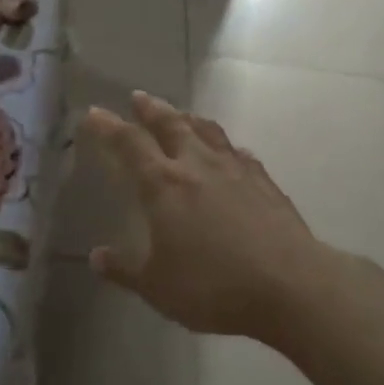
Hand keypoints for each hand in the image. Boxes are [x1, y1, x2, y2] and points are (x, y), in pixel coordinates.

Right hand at [85, 91, 322, 337]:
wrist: (289, 285)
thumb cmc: (214, 287)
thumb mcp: (158, 287)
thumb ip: (125, 270)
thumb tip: (96, 257)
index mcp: (163, 184)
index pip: (129, 144)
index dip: (108, 126)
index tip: (94, 112)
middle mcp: (196, 164)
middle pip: (170, 124)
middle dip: (151, 109)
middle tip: (139, 97)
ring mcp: (234, 168)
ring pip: (206, 130)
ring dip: (188, 118)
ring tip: (180, 113)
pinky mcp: (263, 180)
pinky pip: (237, 151)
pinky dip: (224, 145)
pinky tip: (228, 151)